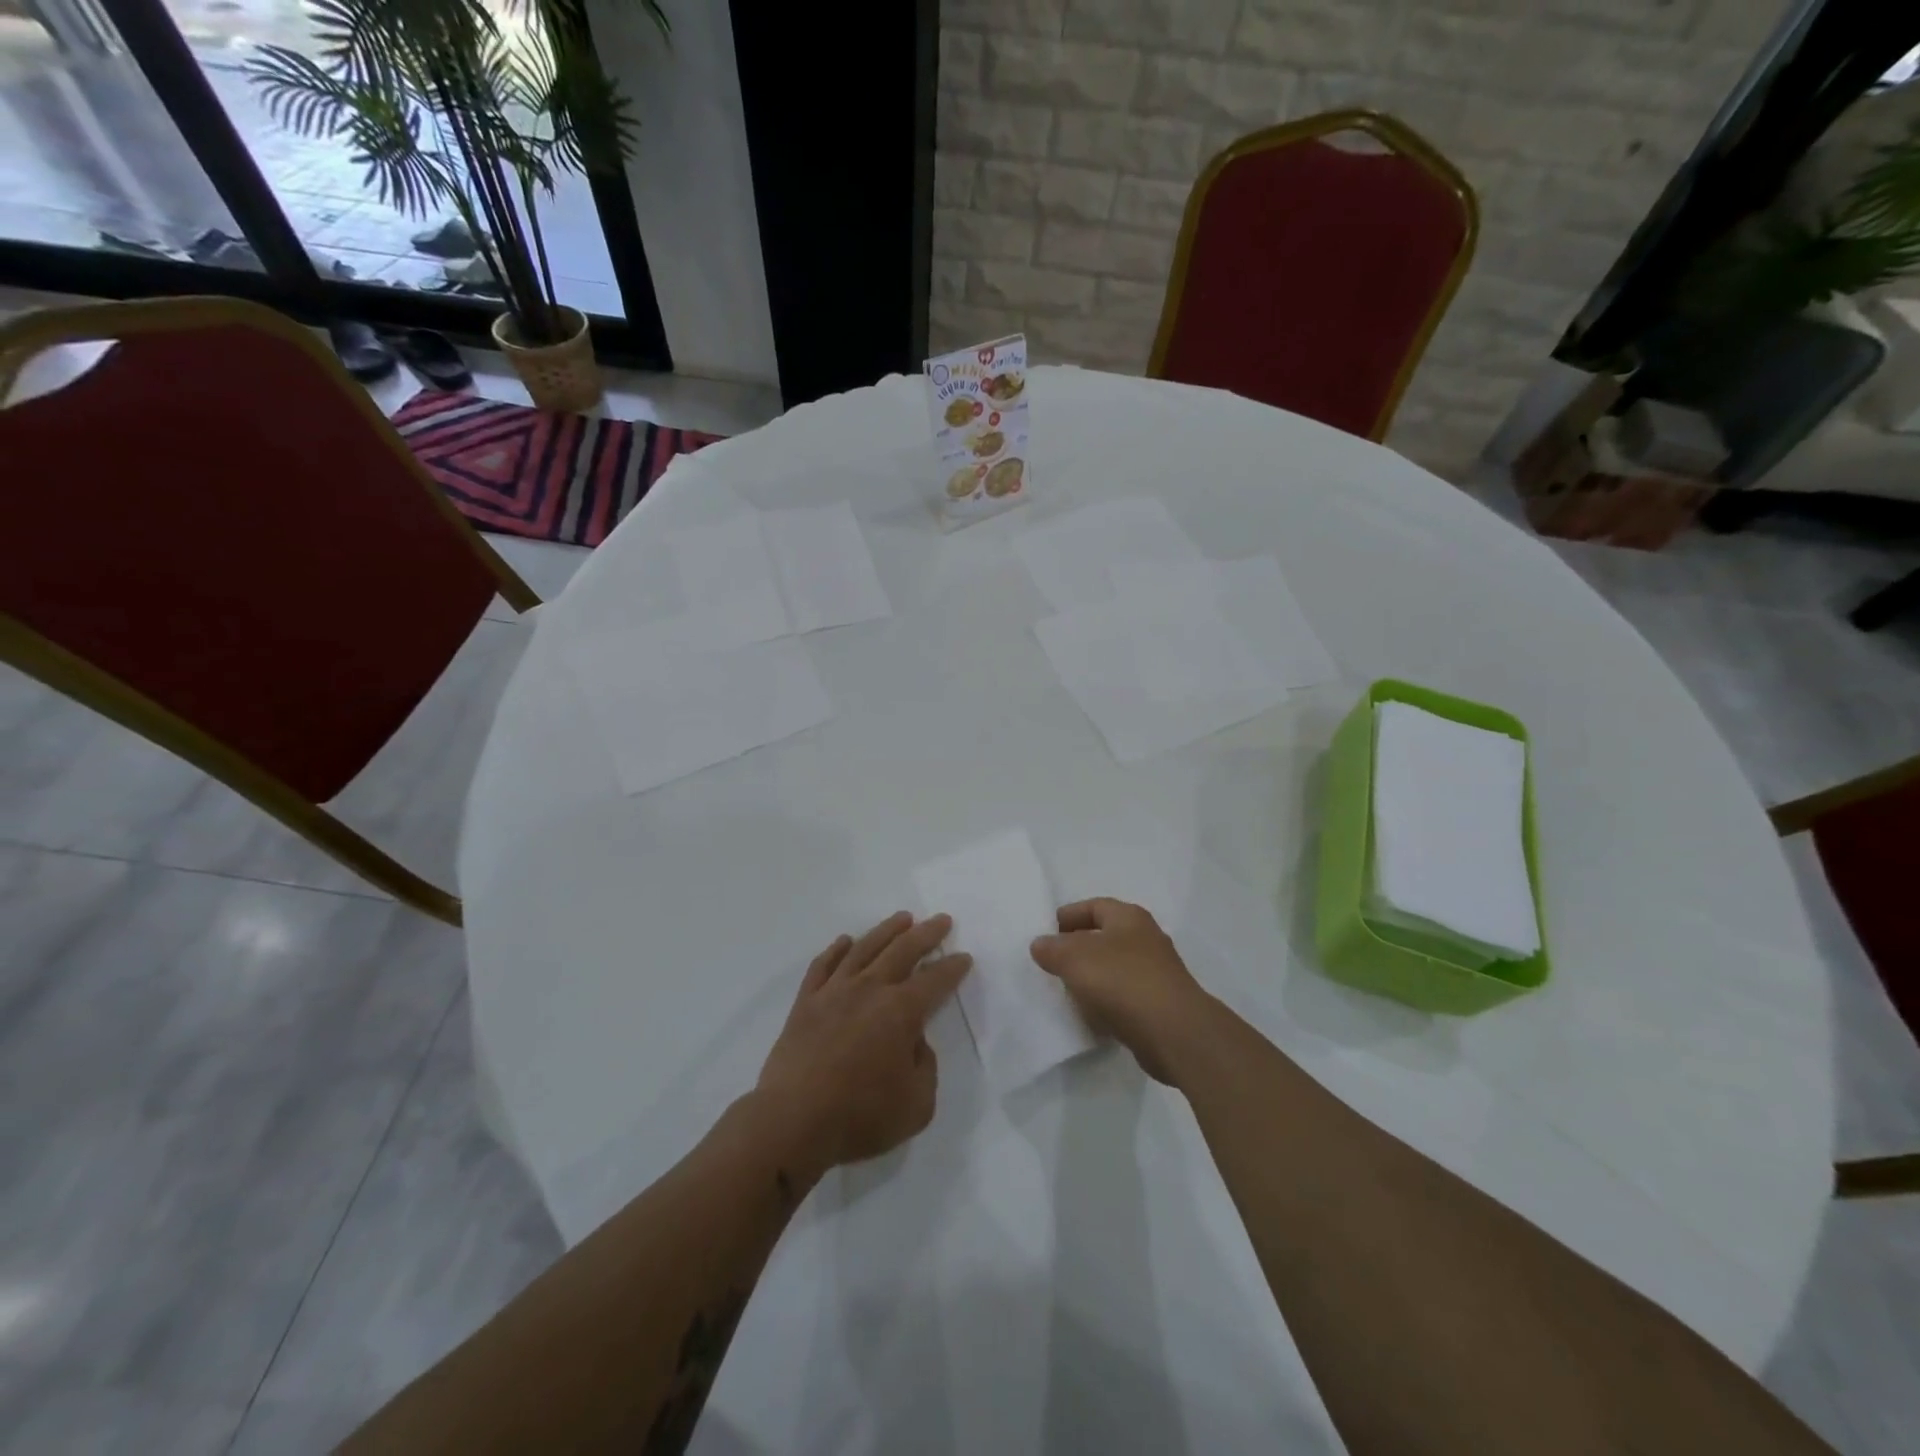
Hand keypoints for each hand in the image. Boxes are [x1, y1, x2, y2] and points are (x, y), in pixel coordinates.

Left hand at [756, 912, 971, 1174]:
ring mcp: (834, 991)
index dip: (953, 968)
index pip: (935, 980)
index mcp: (901, 1012)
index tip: (964, 957)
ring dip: (887, 930)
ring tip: (902, 918)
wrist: (792, 1121)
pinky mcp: (806, 1002)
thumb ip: (925, 1066)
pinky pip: (823, 965)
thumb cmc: (859, 1116)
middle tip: (941, 920)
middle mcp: (870, 990)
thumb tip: (914, 1040)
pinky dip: (836, 949)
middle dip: (926, 933)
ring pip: (865, 948)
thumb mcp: (916, 1104)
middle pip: (903, 950)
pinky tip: (845, 942)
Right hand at [1030, 898, 1212, 1084]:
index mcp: (1129, 917)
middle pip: (1104, 937)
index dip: (1068, 916)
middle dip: (1078, 949)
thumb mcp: (1075, 958)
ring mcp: (1156, 973)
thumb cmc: (1122, 981)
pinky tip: (1091, 1016)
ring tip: (1067, 991)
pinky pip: (1124, 997)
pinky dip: (1106, 1002)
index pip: (1094, 906)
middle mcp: (1146, 939)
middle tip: (1052, 963)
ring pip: (1114, 968)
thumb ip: (1053, 948)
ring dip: (1092, 978)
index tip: (1046, 932)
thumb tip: (1040, 944)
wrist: (1174, 1032)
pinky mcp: (1159, 1004)